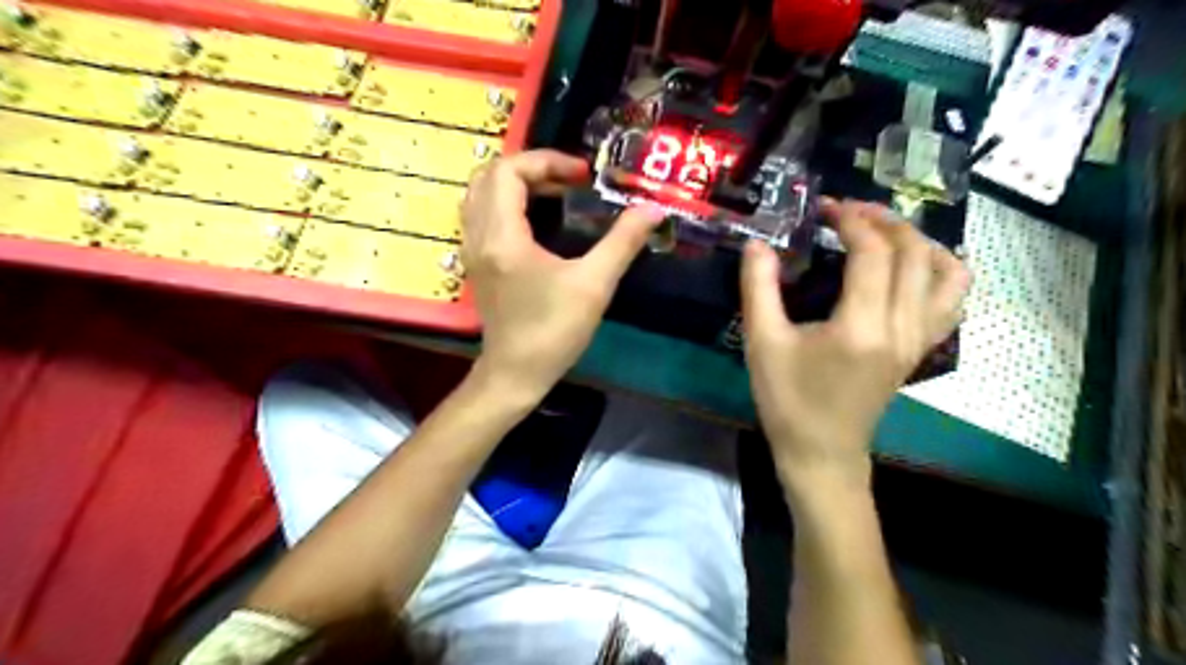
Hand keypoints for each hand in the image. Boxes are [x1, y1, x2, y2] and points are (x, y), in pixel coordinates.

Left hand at [462, 150, 666, 400]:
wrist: (516, 373)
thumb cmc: (553, 331)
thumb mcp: (594, 285)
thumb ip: (623, 242)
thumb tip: (653, 208)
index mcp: (503, 236)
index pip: (509, 170)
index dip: (547, 161)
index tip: (583, 176)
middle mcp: (479, 236)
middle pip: (489, 175)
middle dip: (532, 168)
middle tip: (569, 181)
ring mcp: (473, 250)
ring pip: (481, 194)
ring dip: (517, 184)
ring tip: (556, 194)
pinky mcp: (478, 264)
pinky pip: (483, 215)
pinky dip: (507, 203)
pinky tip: (538, 220)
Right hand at [738, 197, 972, 492]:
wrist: (822, 452)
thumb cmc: (788, 401)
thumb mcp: (763, 343)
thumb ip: (758, 289)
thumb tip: (757, 244)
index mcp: (861, 326)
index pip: (873, 253)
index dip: (851, 220)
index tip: (825, 208)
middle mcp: (902, 327)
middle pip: (914, 253)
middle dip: (884, 220)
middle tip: (849, 210)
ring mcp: (919, 339)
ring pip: (945, 272)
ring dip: (918, 240)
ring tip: (884, 232)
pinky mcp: (922, 349)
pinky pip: (952, 300)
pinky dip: (941, 271)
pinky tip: (914, 265)